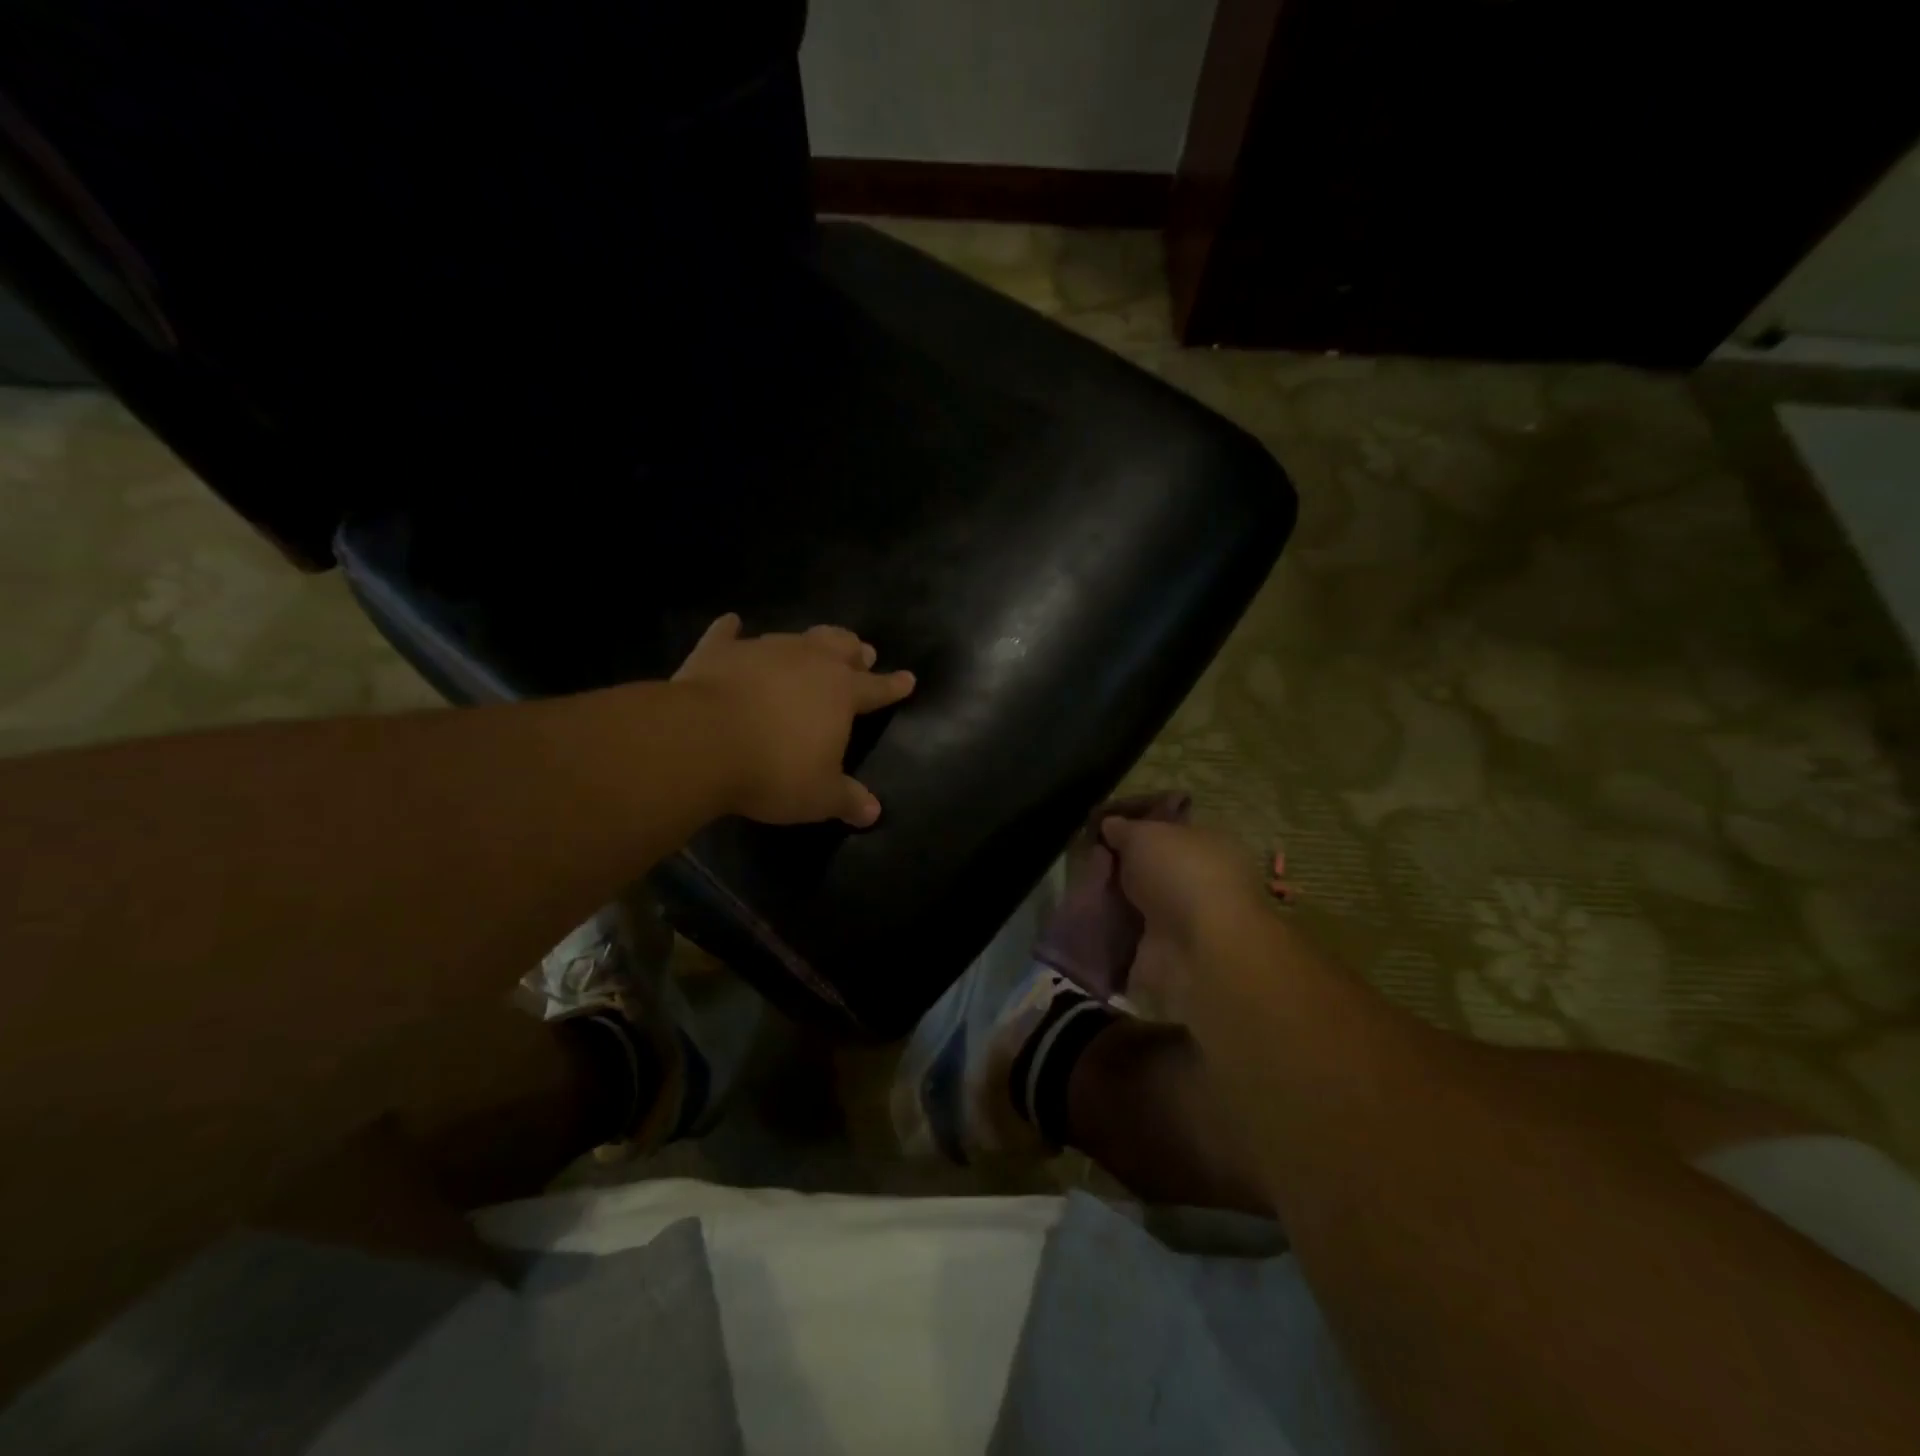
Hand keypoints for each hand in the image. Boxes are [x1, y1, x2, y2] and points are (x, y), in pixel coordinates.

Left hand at [673, 613, 915, 826]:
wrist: (702, 741)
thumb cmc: (774, 770)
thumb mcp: (819, 796)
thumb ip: (847, 800)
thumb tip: (874, 812)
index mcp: (841, 692)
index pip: (877, 687)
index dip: (894, 685)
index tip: (908, 678)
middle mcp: (808, 661)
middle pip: (840, 646)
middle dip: (854, 651)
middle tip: (862, 652)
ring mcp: (763, 650)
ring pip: (795, 637)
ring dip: (806, 643)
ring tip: (810, 646)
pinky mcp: (720, 651)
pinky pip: (728, 634)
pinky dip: (732, 631)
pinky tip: (731, 624)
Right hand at [1100, 817, 1268, 1015]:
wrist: (1198, 951)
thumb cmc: (1182, 874)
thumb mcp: (1147, 834)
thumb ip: (1126, 828)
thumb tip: (1111, 824)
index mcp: (1210, 847)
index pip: (1169, 832)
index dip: (1137, 828)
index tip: (1103, 828)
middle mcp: (1199, 884)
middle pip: (1150, 870)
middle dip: (1118, 866)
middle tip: (1085, 858)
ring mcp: (1182, 923)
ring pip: (1136, 903)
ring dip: (1110, 899)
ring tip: (1078, 888)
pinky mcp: (1162, 956)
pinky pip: (1125, 937)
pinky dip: (1106, 932)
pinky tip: (1082, 920)